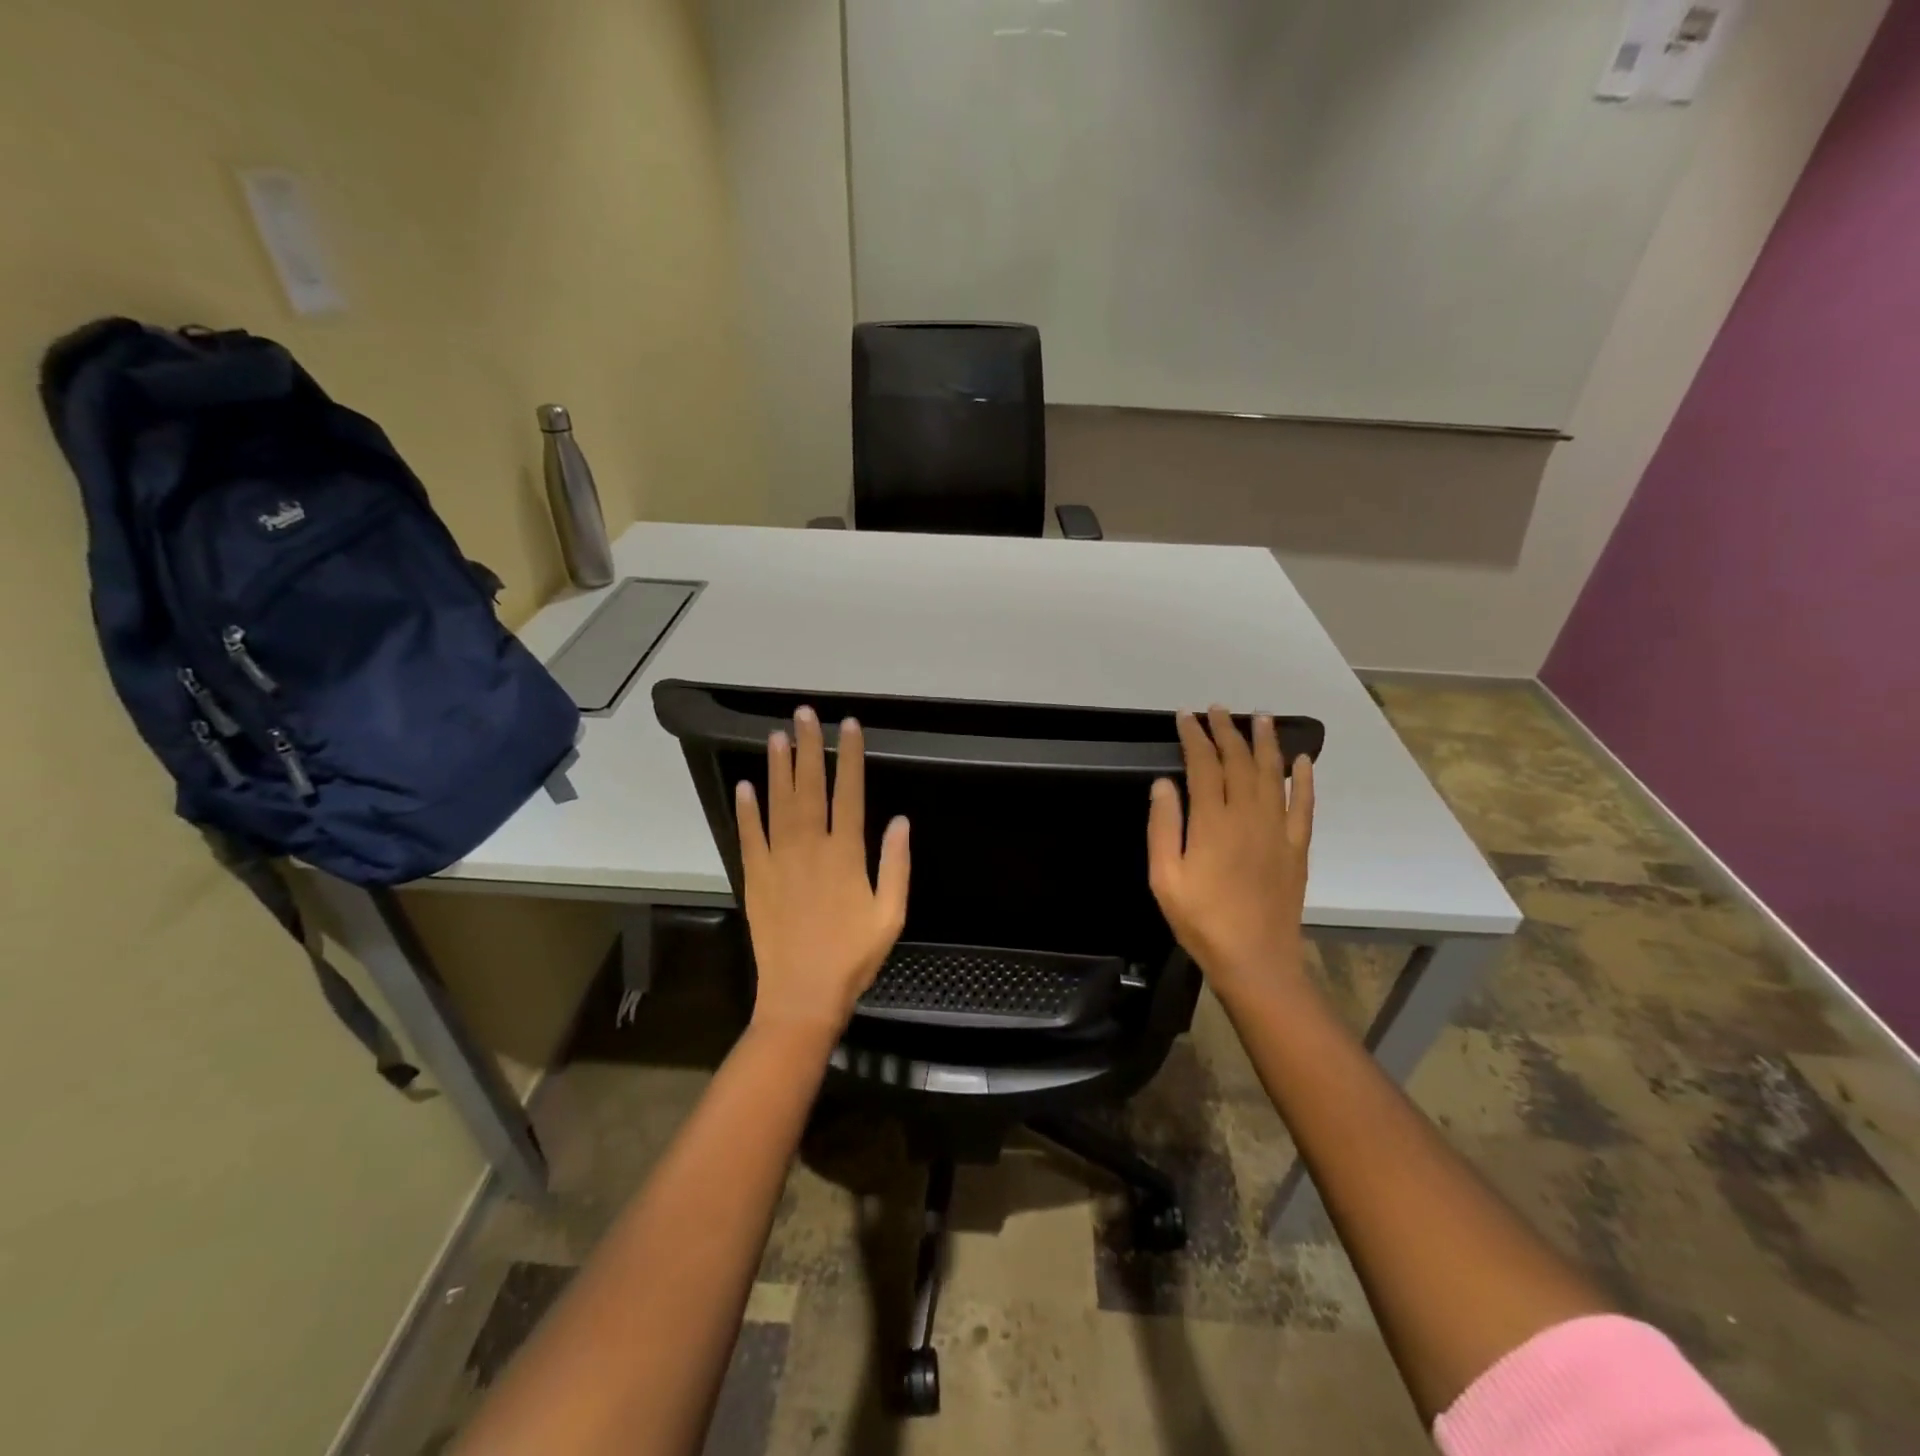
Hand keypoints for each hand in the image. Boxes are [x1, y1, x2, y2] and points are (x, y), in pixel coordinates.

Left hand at [736, 707, 910, 1038]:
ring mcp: (778, 860)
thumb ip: (896, 865)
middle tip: (804, 713)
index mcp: (846, 853)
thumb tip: (899, 820)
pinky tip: (746, 785)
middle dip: (809, 747)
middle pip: (810, 787)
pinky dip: (747, 809)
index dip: (850, 756)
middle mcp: (810, 847)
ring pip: (778, 803)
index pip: (850, 792)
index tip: (849, 725)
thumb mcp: (890, 915)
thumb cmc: (852, 956)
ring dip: (777, 767)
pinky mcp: (755, 876)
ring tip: (777, 735)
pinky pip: (749, 835)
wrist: (801, 994)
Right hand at [1147, 706, 1314, 1004]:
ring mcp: (1277, 830)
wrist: (1255, 959)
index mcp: (1213, 822)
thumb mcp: (1164, 877)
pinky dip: (1304, 780)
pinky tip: (1303, 761)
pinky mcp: (1297, 848)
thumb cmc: (1200, 920)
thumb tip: (1164, 783)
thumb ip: (1163, 826)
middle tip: (1219, 708)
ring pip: (1273, 775)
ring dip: (1266, 743)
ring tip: (1261, 717)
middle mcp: (1248, 816)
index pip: (1204, 765)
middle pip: (1239, 762)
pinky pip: (1304, 805)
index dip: (1195, 737)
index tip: (1186, 716)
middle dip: (1227, 731)